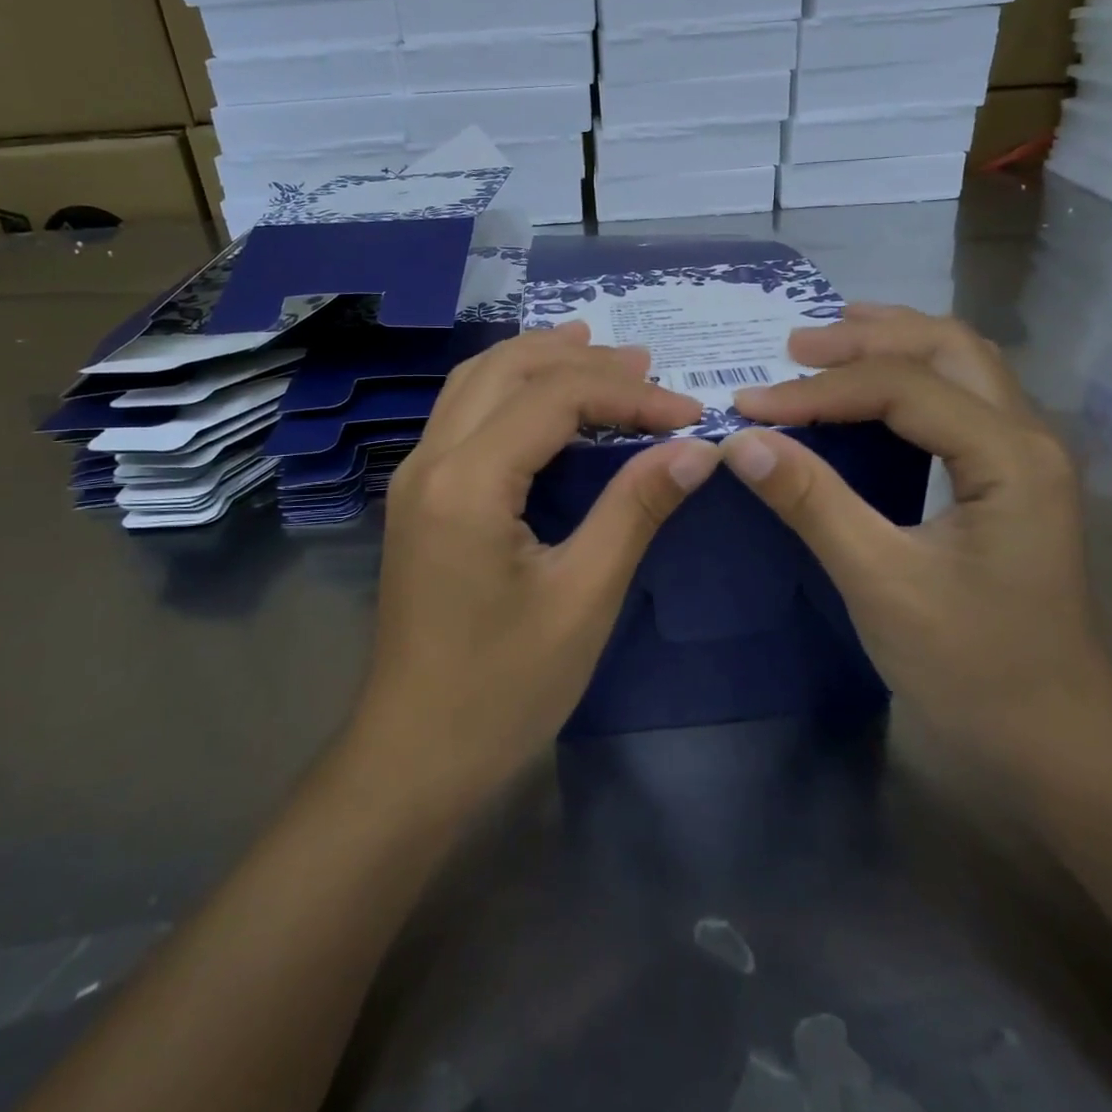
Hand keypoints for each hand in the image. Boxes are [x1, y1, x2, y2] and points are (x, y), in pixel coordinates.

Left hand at [353, 324, 720, 811]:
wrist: (415, 756)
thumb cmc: (503, 688)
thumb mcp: (584, 597)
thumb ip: (635, 509)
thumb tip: (696, 450)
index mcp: (466, 481)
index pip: (554, 399)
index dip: (628, 395)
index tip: (689, 414)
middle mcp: (429, 461)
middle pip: (505, 370)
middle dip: (579, 359)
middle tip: (645, 364)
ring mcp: (415, 478)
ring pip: (475, 383)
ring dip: (537, 362)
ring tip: (597, 355)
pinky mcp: (418, 499)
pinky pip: (463, 415)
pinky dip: (510, 391)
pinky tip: (545, 404)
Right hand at [720, 306, 1111, 795]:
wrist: (1057, 746)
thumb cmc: (974, 669)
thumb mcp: (881, 583)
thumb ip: (813, 503)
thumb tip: (742, 441)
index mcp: (1008, 456)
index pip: (901, 387)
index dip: (817, 390)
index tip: (748, 405)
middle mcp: (1028, 438)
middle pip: (946, 348)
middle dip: (865, 337)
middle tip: (792, 346)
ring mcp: (1025, 459)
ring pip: (961, 366)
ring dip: (893, 346)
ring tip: (827, 345)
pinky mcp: (1011, 482)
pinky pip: (959, 402)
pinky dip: (908, 379)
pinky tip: (871, 392)